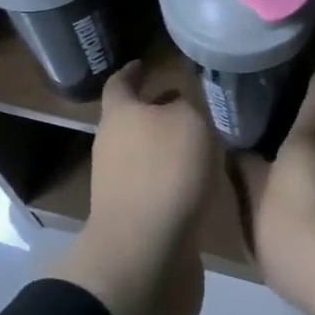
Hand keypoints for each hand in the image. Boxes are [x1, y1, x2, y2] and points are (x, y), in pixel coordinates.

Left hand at [87, 61, 221, 257]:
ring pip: (145, 153)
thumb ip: (187, 105)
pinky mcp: (134, 217)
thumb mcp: (189, 122)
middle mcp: (112, 145)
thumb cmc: (165, 171)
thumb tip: (181, 105)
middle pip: (132, 119)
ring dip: (167, 146)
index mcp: (119, 115)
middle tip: (188, 102)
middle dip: (157, 110)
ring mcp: (119, 184)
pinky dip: (174, 178)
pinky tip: (200, 180)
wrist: (145, 252)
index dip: (133, 71)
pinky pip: (156, 185)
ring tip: (203, 141)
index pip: (120, 83)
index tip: (144, 63)